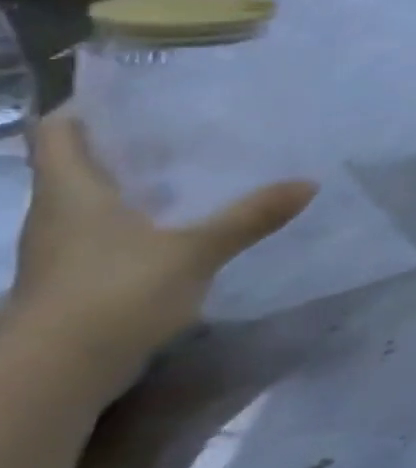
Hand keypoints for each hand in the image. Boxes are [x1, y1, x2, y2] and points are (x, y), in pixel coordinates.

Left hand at [7, 115, 314, 397]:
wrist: (55, 374)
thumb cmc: (112, 293)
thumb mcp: (195, 251)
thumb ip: (250, 216)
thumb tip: (309, 182)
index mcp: (72, 193)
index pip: (59, 132)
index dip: (88, 107)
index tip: (138, 93)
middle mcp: (61, 214)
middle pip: (83, 164)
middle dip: (131, 144)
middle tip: (192, 128)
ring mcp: (67, 250)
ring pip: (100, 200)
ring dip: (141, 184)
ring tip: (203, 170)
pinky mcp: (83, 277)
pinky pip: (114, 233)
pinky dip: (147, 220)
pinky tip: (191, 223)